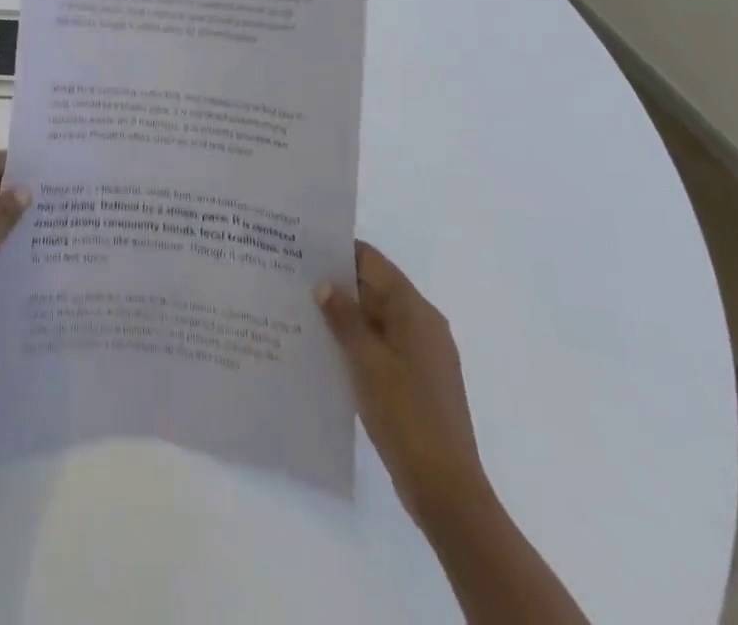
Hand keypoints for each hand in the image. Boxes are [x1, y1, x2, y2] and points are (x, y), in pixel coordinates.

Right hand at [317, 240, 489, 528]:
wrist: (446, 489)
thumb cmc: (405, 414)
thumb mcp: (366, 360)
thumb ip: (344, 317)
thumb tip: (325, 283)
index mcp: (415, 310)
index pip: (372, 261)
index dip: (337, 251)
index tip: (301, 248)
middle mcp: (423, 324)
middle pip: (375, 287)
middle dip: (337, 282)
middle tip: (291, 277)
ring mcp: (422, 354)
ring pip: (376, 317)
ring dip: (344, 314)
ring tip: (300, 309)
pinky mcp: (417, 379)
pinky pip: (381, 344)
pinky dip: (356, 340)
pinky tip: (325, 348)